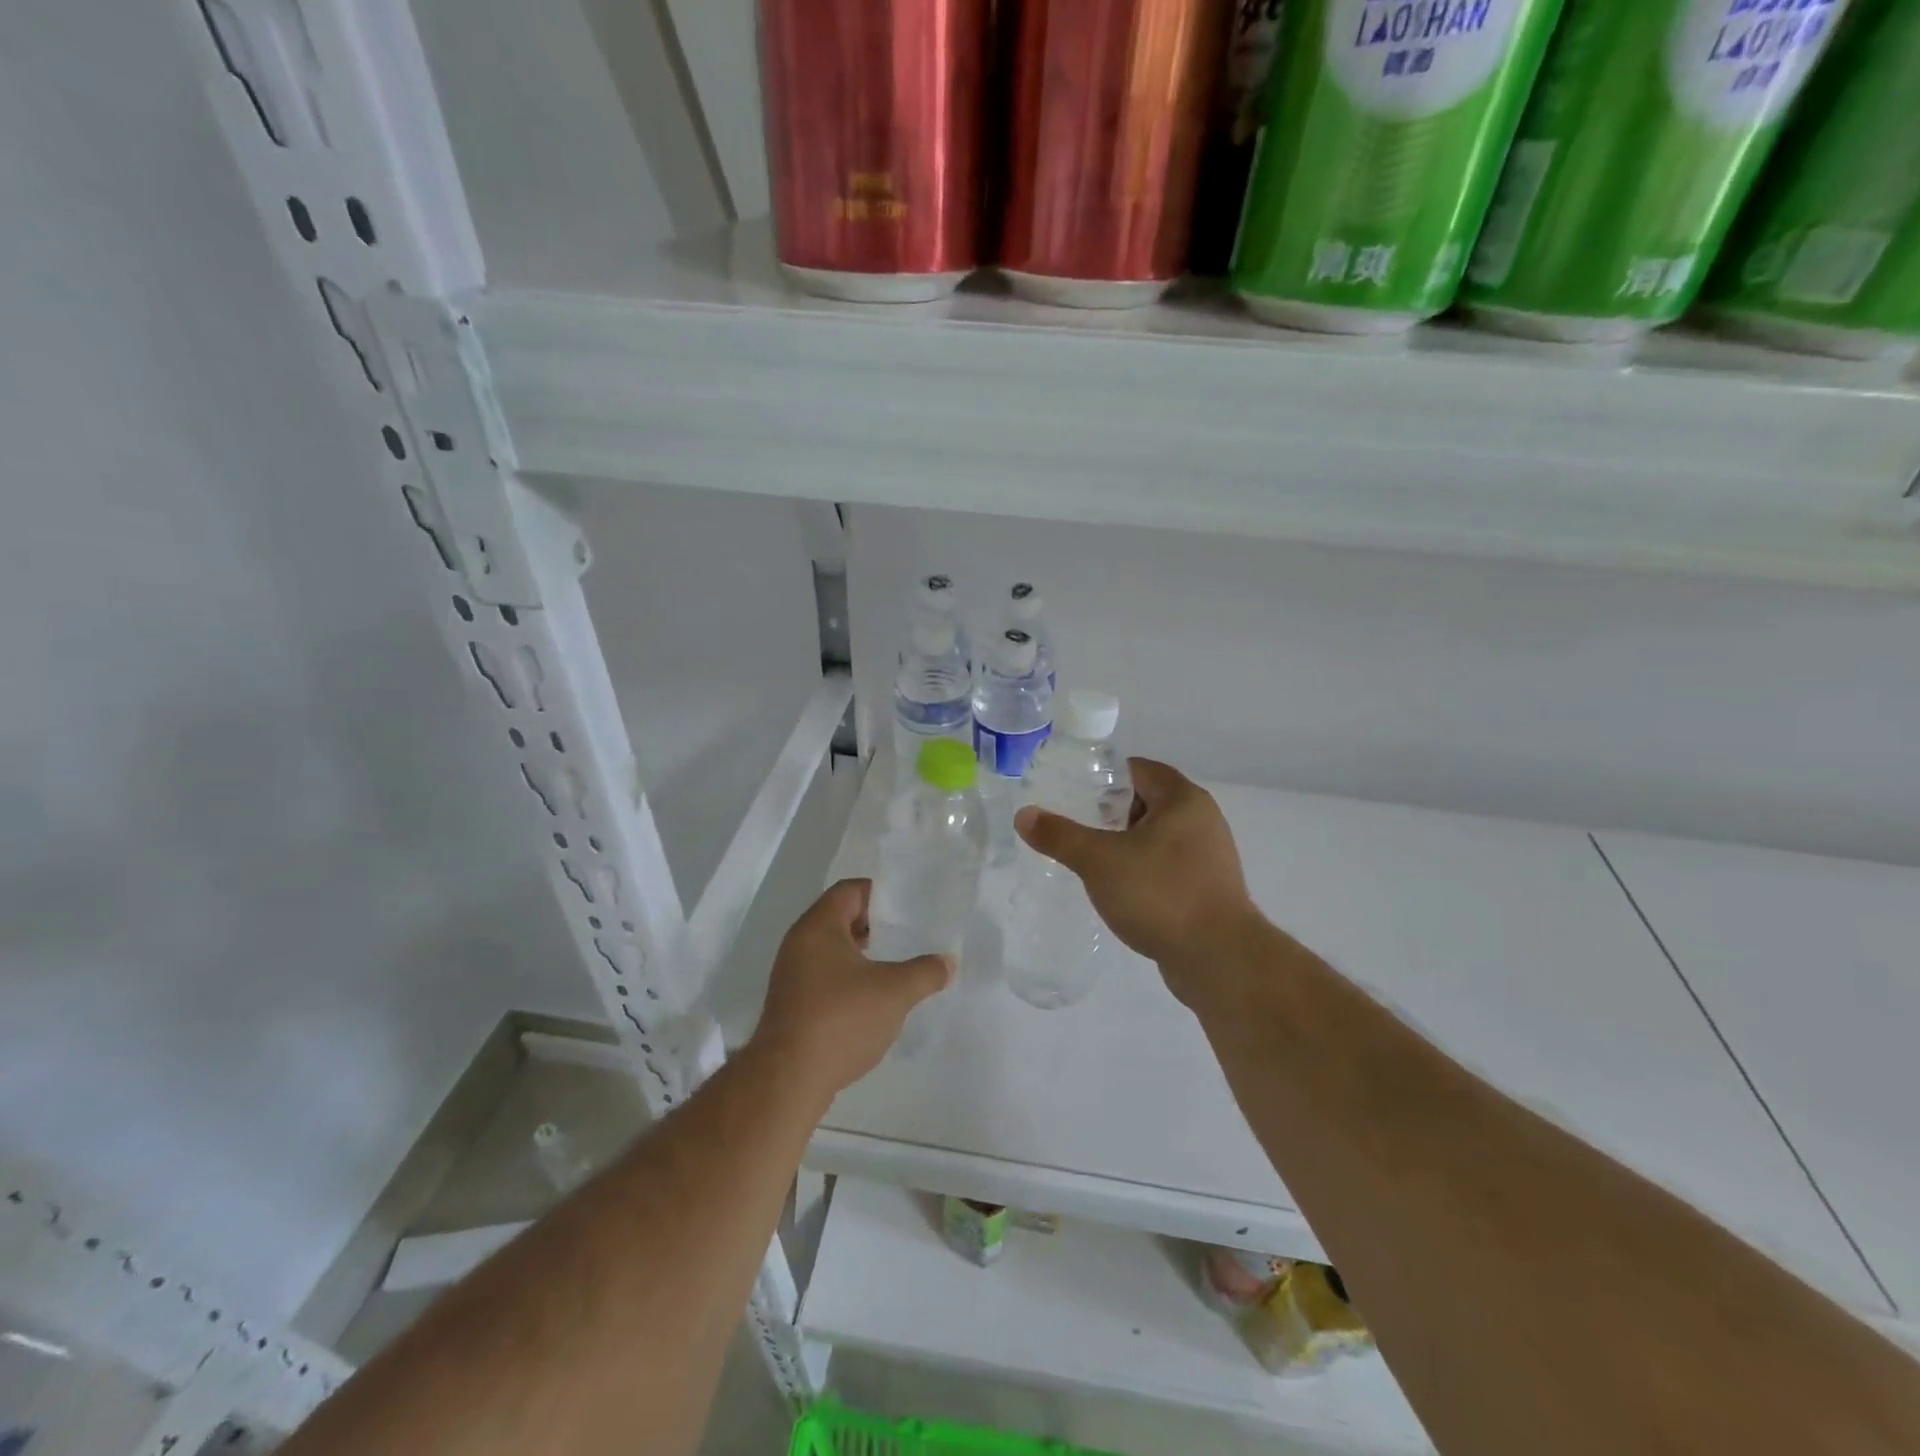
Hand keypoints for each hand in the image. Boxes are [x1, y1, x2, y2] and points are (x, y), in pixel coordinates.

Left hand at [749, 879, 951, 1098]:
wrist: (788, 1079)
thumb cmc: (841, 1019)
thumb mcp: (895, 992)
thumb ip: (925, 972)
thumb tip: (948, 962)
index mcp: (819, 926)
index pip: (850, 890)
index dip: (880, 893)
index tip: (908, 907)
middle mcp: (799, 943)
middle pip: (839, 917)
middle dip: (874, 925)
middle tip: (907, 934)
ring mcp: (791, 975)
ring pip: (831, 950)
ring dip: (861, 954)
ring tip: (894, 966)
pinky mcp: (791, 1004)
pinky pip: (824, 976)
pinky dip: (848, 979)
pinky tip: (872, 999)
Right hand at [1015, 758, 1261, 1006]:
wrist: (1218, 959)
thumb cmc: (1160, 894)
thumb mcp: (1099, 861)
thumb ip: (1060, 835)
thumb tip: (1024, 814)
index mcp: (1183, 799)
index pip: (1138, 770)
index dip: (1104, 778)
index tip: (1072, 794)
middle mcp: (1203, 820)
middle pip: (1148, 802)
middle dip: (1111, 813)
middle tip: (1077, 828)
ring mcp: (1210, 856)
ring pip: (1158, 837)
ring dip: (1127, 844)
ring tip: (1092, 860)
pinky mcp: (1209, 889)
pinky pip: (1168, 866)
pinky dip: (1144, 870)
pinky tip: (1120, 890)